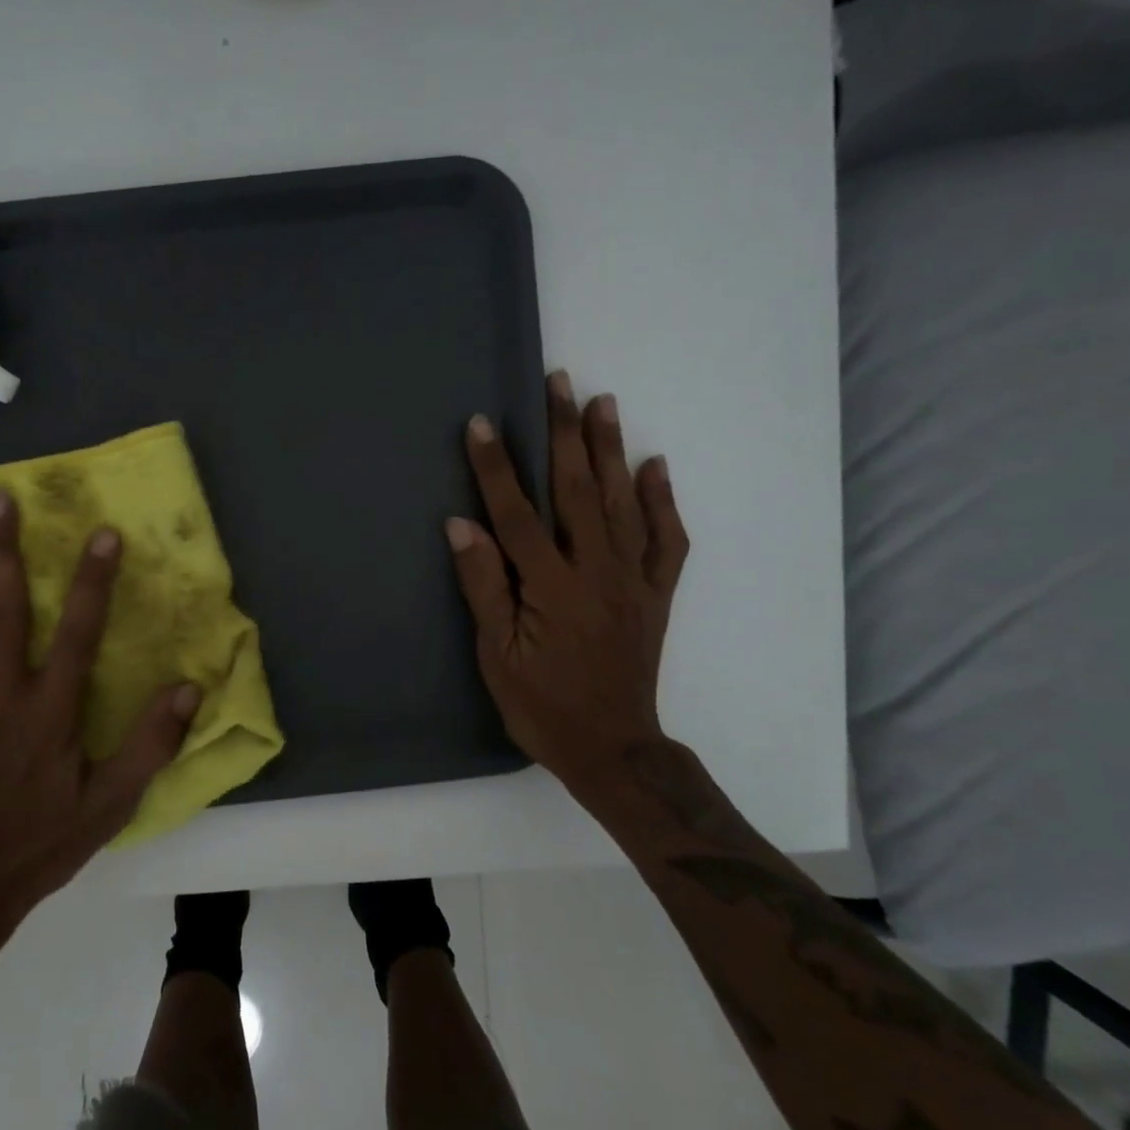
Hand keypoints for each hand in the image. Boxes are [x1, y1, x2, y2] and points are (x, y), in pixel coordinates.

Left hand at [0, 488, 200, 938]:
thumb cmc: (43, 841)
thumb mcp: (111, 804)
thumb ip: (150, 745)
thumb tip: (188, 689)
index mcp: (52, 711)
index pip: (78, 633)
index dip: (92, 582)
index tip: (104, 534)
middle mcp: (4, 694)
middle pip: (3, 612)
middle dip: (3, 552)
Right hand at [447, 372, 689, 809]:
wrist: (611, 747)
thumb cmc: (541, 705)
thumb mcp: (496, 654)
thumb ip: (483, 586)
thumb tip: (462, 525)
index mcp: (550, 588)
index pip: (517, 514)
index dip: (496, 467)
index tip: (481, 423)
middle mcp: (596, 572)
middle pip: (577, 492)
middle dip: (564, 434)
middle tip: (559, 382)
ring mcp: (632, 580)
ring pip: (623, 504)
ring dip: (611, 450)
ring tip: (602, 402)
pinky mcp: (656, 594)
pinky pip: (667, 540)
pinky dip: (662, 501)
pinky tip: (654, 466)